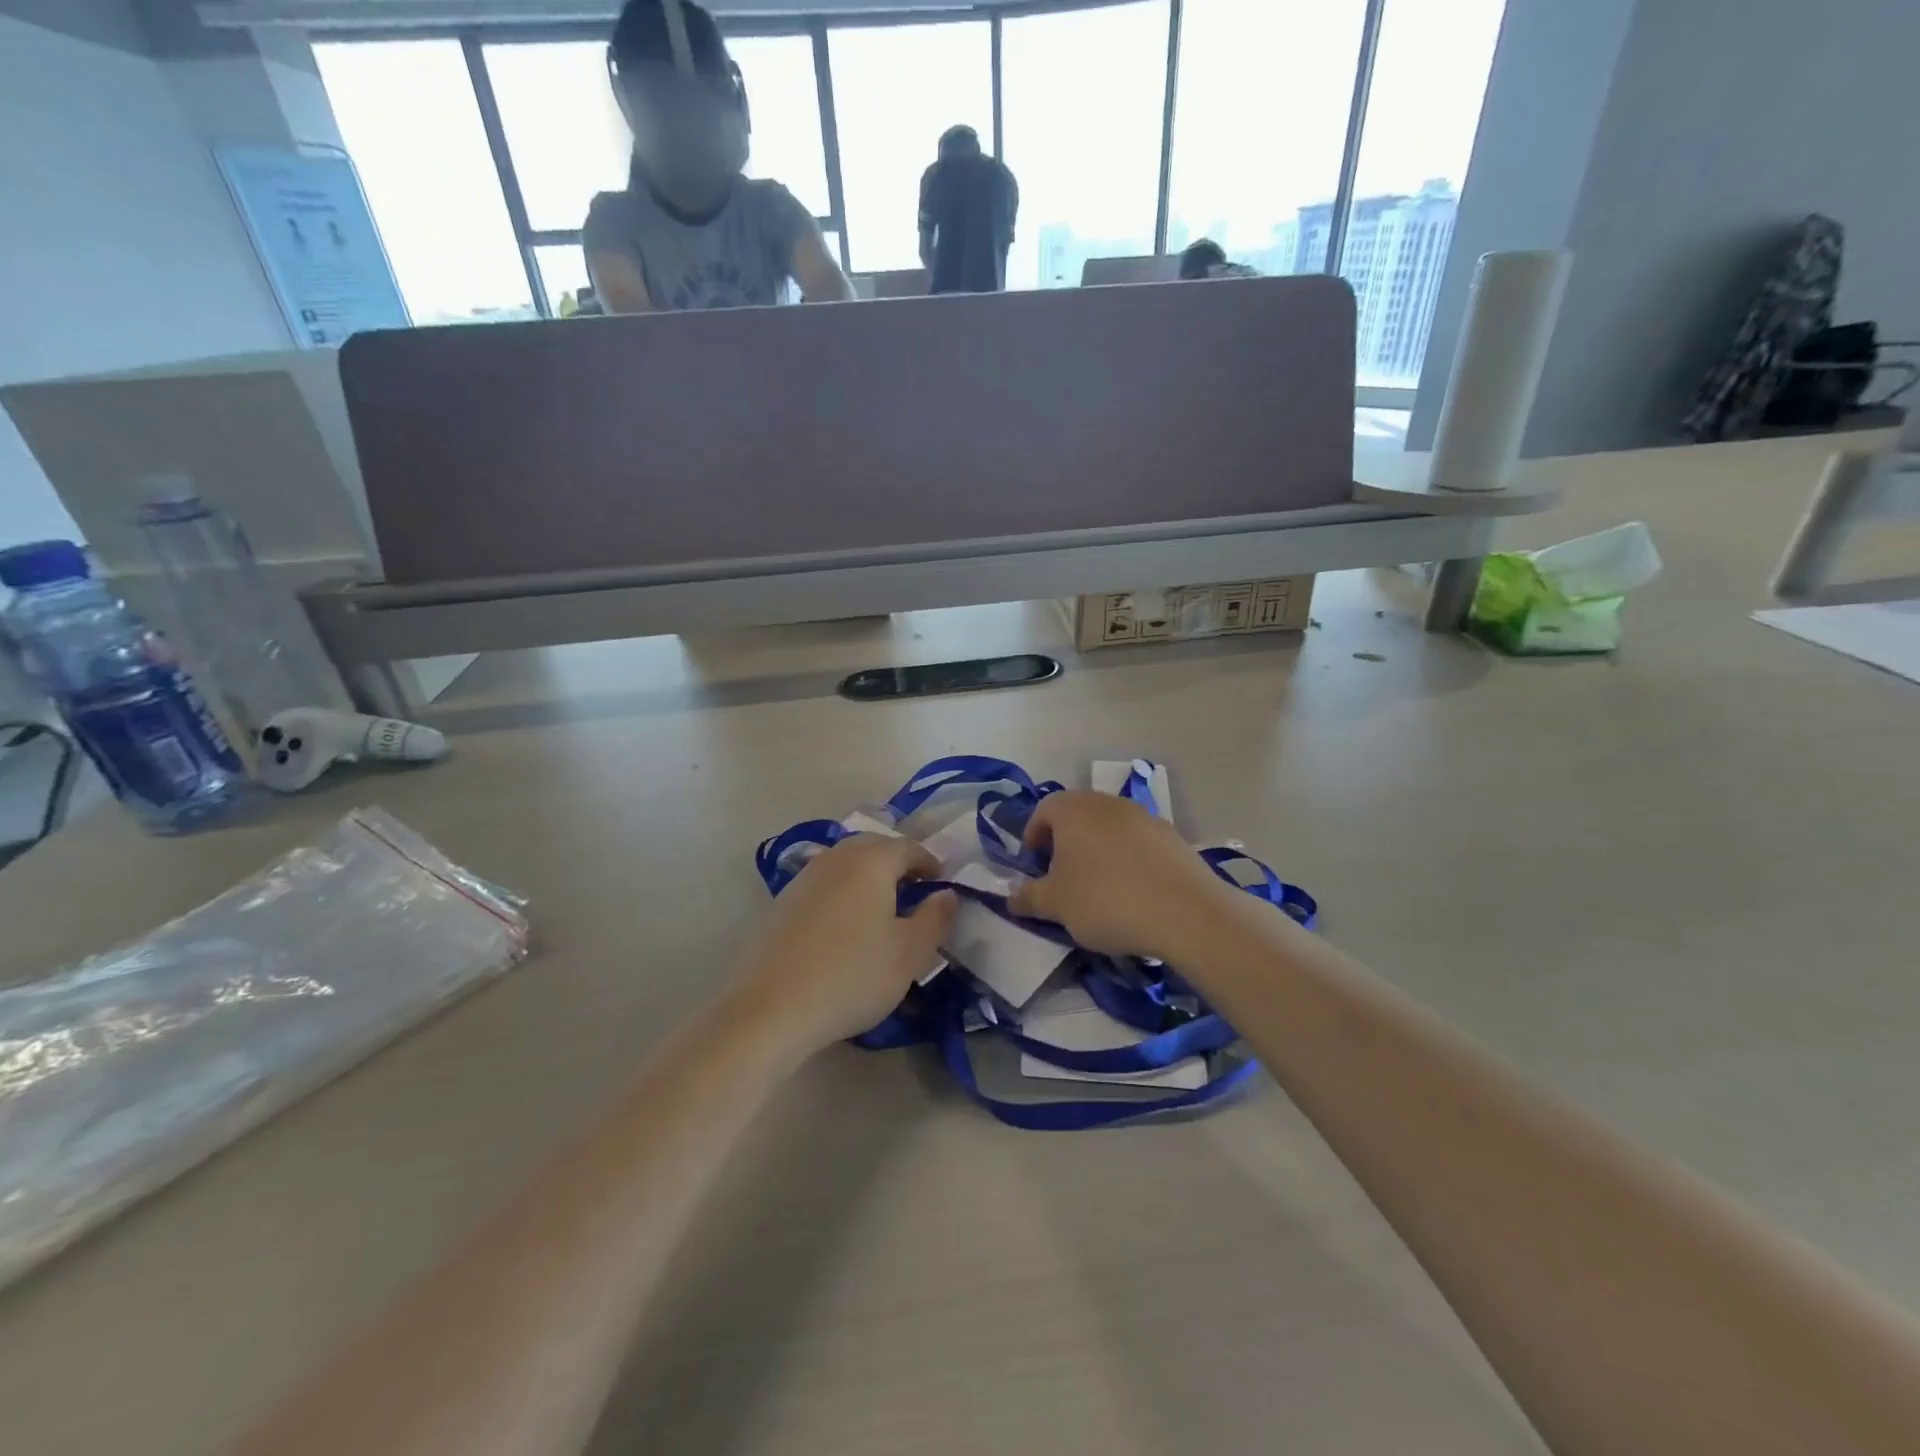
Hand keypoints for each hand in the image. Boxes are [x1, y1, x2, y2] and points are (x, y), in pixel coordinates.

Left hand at [732, 835, 955, 1056]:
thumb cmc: (852, 975)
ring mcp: (804, 878)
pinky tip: (847, 925)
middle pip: (873, 847)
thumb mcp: (910, 953)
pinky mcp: (783, 903)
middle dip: (898, 863)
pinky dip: (844, 892)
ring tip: (883, 908)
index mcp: (870, 861)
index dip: (929, 861)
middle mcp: (835, 858)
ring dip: (869, 877)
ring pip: (846, 864)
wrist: (771, 1008)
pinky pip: (825, 884)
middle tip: (915, 890)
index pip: (907, 847)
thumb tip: (946, 894)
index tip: (942, 881)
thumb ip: (935, 918)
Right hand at [1008, 792, 1234, 960]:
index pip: (1042, 811)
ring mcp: (1143, 815)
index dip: (1032, 838)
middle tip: (1062, 876)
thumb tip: (1011, 897)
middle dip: (1065, 842)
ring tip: (1099, 886)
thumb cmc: (1105, 901)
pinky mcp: (1171, 835)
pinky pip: (1137, 842)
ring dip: (1097, 849)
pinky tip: (1133, 890)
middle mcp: (1106, 803)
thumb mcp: (1056, 905)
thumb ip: (1028, 897)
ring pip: (1108, 827)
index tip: (1034, 867)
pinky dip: (1127, 858)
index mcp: (1072, 810)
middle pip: (1076, 815)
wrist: (1185, 912)